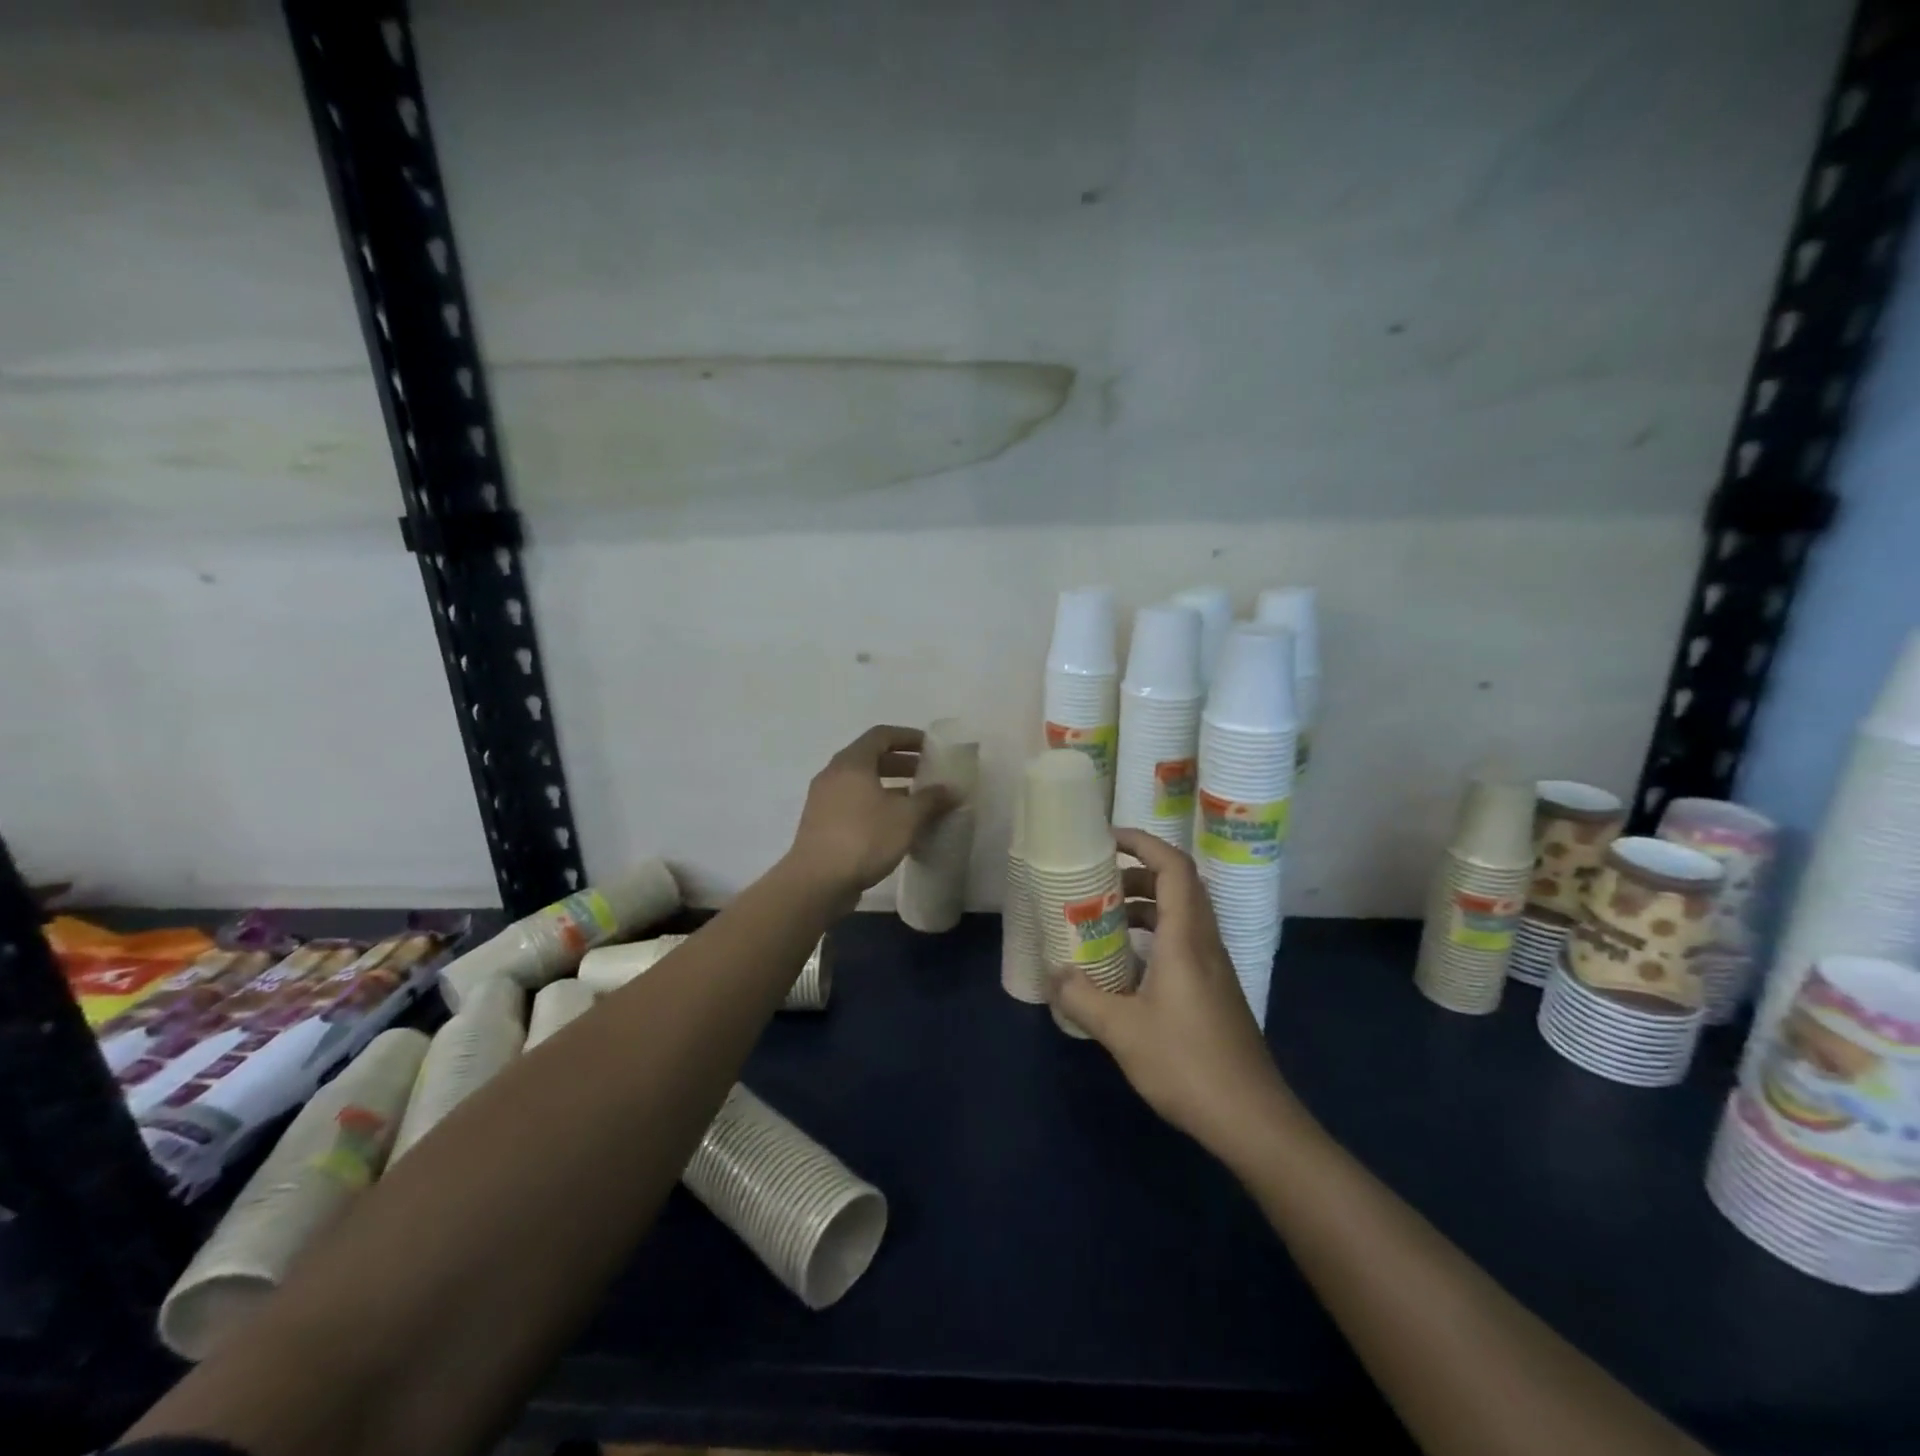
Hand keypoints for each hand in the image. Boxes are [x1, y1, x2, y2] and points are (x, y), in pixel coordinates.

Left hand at [787, 725, 956, 907]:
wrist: (817, 882)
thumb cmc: (864, 838)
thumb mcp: (906, 817)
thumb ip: (931, 799)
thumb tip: (952, 789)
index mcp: (852, 763)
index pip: (881, 735)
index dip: (908, 737)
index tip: (931, 747)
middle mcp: (833, 774)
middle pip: (870, 758)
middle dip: (901, 763)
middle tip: (927, 774)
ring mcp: (823, 800)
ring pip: (861, 782)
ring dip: (889, 786)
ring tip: (915, 801)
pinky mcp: (821, 823)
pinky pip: (853, 802)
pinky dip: (875, 804)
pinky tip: (894, 824)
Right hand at [1049, 827, 1291, 1155]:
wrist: (1252, 1118)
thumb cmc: (1187, 1064)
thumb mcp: (1121, 1031)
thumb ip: (1082, 997)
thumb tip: (1054, 973)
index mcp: (1186, 938)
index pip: (1174, 868)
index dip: (1143, 843)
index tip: (1107, 839)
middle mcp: (1204, 942)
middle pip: (1178, 885)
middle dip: (1137, 874)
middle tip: (1098, 884)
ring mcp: (1214, 968)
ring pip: (1181, 915)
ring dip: (1145, 906)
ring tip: (1105, 921)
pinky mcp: (1215, 991)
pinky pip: (1183, 942)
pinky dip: (1154, 936)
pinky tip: (1127, 967)